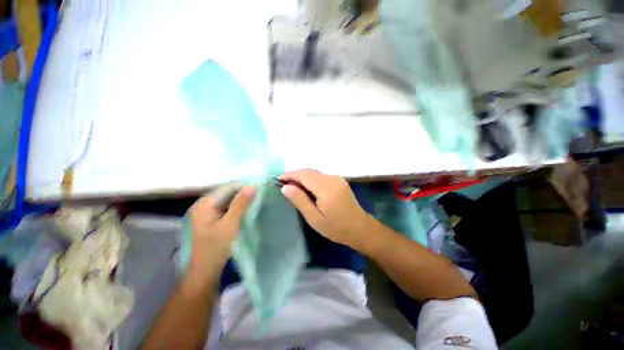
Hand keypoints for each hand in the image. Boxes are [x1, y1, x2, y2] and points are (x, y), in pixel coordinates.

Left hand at [187, 184, 254, 285]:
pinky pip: (226, 208)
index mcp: (205, 203)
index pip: (228, 187)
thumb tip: (253, 185)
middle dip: (243, 192)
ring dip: (241, 199)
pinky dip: (236, 207)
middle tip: (260, 193)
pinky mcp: (211, 220)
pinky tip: (247, 209)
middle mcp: (203, 204)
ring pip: (227, 200)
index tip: (260, 187)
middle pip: (227, 192)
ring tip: (257, 199)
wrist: (204, 273)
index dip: (244, 185)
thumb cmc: (215, 248)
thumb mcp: (230, 224)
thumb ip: (241, 204)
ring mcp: (206, 212)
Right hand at [280, 169, 370, 247]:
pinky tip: (306, 188)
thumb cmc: (336, 228)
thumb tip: (285, 187)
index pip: (303, 175)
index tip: (278, 180)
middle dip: (295, 175)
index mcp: (326, 188)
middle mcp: (332, 178)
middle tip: (283, 184)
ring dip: (302, 176)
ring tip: (292, 186)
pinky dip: (311, 179)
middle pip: (309, 171)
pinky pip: (321, 176)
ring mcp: (337, 179)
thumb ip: (300, 200)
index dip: (289, 175)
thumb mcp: (315, 218)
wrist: (360, 228)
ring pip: (315, 173)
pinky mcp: (339, 181)